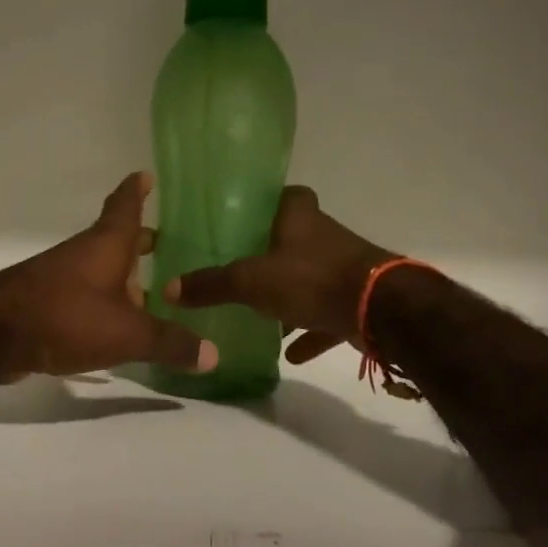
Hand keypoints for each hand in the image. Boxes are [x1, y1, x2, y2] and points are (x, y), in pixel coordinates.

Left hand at [0, 173, 216, 380]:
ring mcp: (60, 277)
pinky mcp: (44, 303)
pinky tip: (114, 326)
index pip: (125, 206)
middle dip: (138, 241)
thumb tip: (213, 355)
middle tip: (162, 243)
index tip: (145, 175)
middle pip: (114, 240)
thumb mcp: (127, 334)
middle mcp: (83, 254)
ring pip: (98, 269)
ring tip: (147, 294)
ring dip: (120, 277)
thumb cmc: (67, 316)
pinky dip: (101, 302)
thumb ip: (170, 343)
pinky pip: (82, 295)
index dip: (136, 191)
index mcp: (106, 245)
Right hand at [164, 186, 395, 364]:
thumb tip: (167, 289)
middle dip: (272, 253)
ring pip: (311, 276)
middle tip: (242, 267)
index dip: (266, 203)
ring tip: (262, 314)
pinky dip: (310, 329)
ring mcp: (345, 267)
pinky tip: (291, 352)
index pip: (284, 195)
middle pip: (295, 237)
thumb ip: (211, 285)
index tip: (244, 219)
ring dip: (291, 295)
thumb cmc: (311, 278)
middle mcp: (324, 235)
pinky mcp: (358, 299)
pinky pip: (327, 312)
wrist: (381, 309)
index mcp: (299, 216)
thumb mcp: (250, 281)